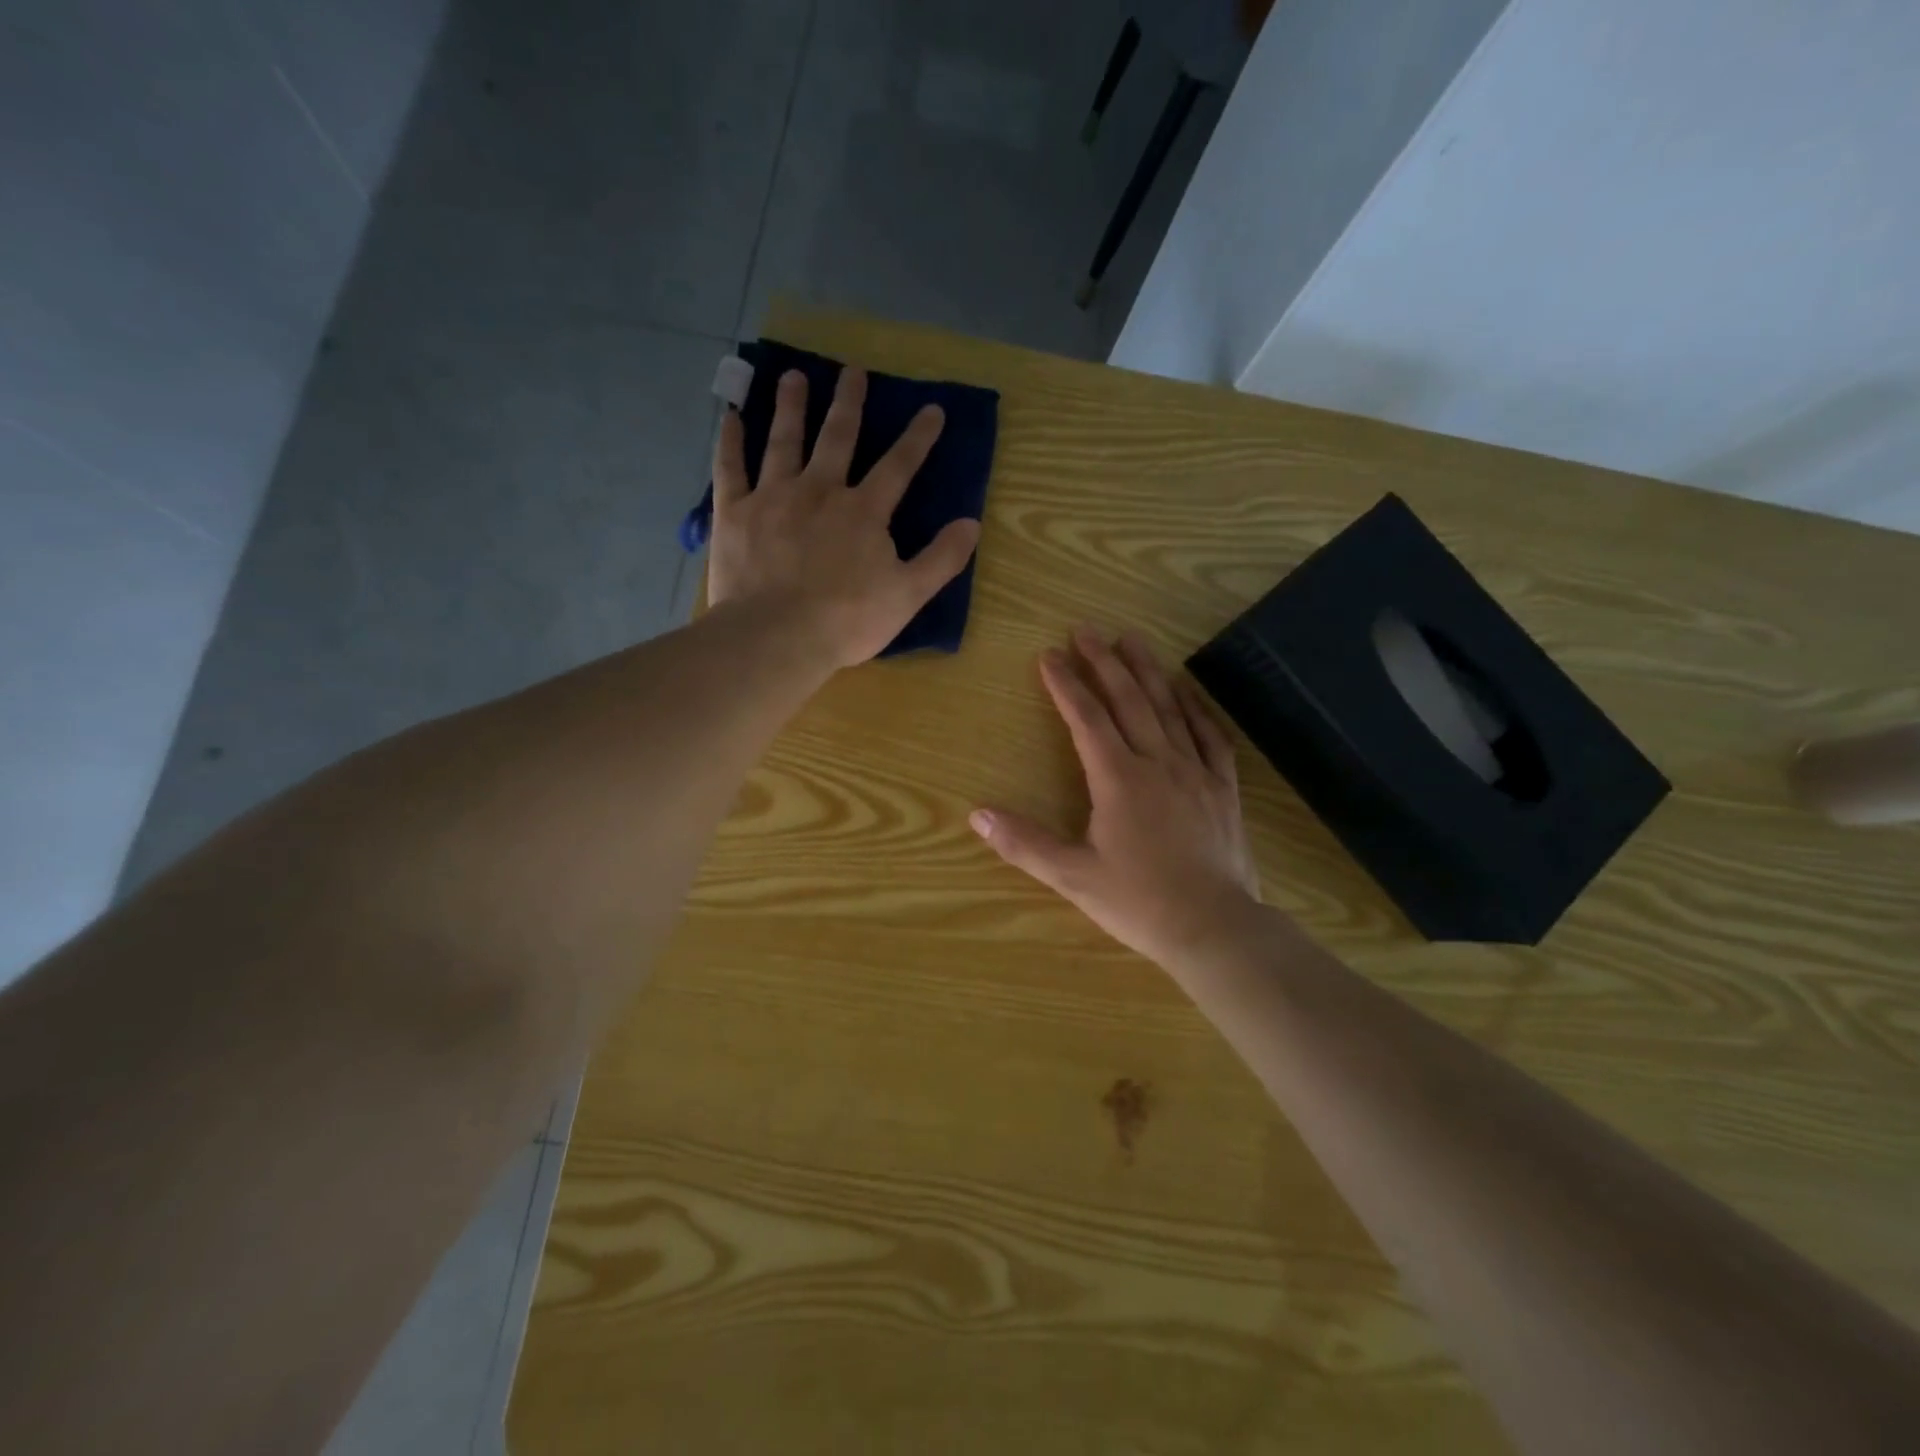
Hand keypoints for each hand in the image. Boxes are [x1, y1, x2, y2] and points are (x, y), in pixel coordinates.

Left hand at [707, 366, 981, 669]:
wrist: (777, 636)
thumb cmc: (847, 620)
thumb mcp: (907, 595)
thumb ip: (941, 558)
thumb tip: (972, 523)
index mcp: (863, 511)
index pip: (898, 466)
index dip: (918, 437)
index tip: (932, 409)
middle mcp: (819, 490)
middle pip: (837, 437)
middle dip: (849, 403)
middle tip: (852, 371)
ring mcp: (773, 497)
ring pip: (784, 441)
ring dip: (791, 407)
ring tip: (793, 376)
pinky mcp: (734, 513)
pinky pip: (730, 468)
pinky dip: (730, 442)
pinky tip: (731, 418)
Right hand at [971, 627, 1261, 967]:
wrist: (1215, 928)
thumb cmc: (1139, 902)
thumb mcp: (1073, 877)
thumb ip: (1024, 843)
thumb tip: (977, 813)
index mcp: (1118, 779)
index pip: (1086, 718)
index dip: (1065, 684)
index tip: (1049, 655)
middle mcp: (1157, 762)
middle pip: (1128, 700)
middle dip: (1104, 662)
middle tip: (1087, 629)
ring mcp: (1195, 771)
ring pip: (1168, 708)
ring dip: (1147, 671)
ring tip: (1131, 640)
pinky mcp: (1222, 787)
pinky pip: (1209, 734)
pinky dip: (1195, 706)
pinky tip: (1185, 689)